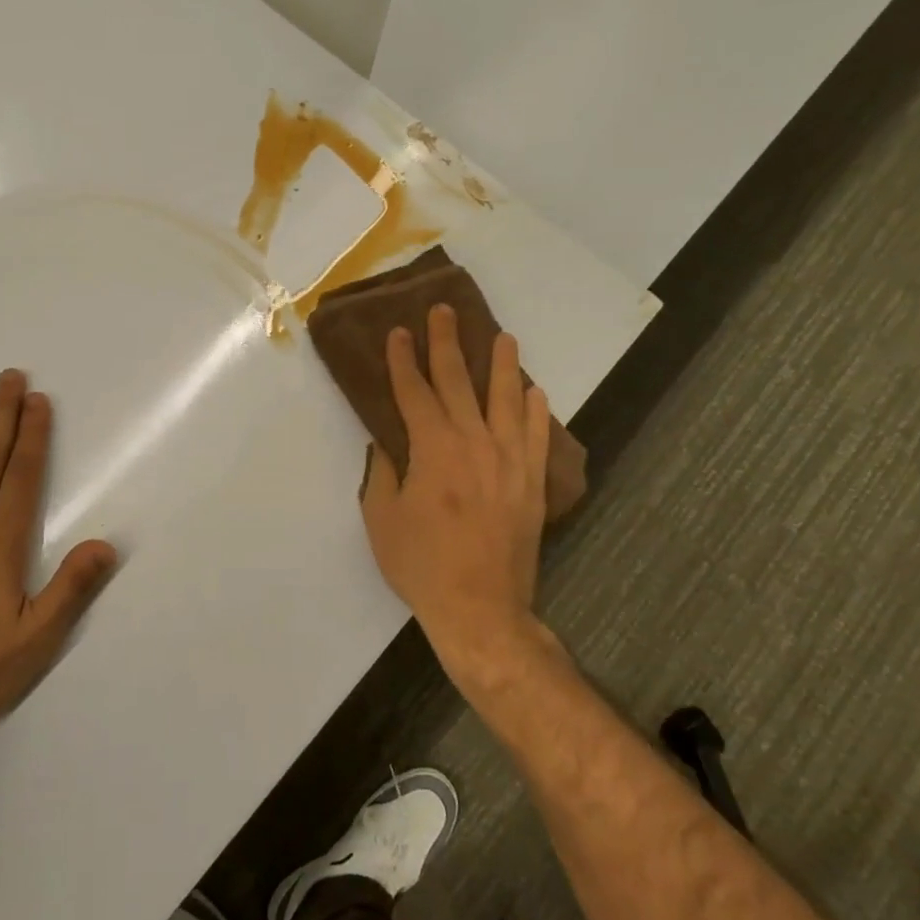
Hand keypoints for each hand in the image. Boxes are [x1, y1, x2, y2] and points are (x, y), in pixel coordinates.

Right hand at [360, 305, 551, 687]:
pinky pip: (537, 436)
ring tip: (502, 336)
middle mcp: (473, 443)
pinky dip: (536, 410)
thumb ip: (384, 472)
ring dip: (502, 365)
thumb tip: (386, 442)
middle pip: (457, 382)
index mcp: (433, 449)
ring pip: (506, 400)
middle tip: (443, 311)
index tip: (397, 332)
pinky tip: (534, 391)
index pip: (414, 392)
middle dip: (446, 344)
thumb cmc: (421, 565)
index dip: (402, 360)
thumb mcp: (382, 518)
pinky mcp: (531, 482)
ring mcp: (509, 460)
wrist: (480, 608)